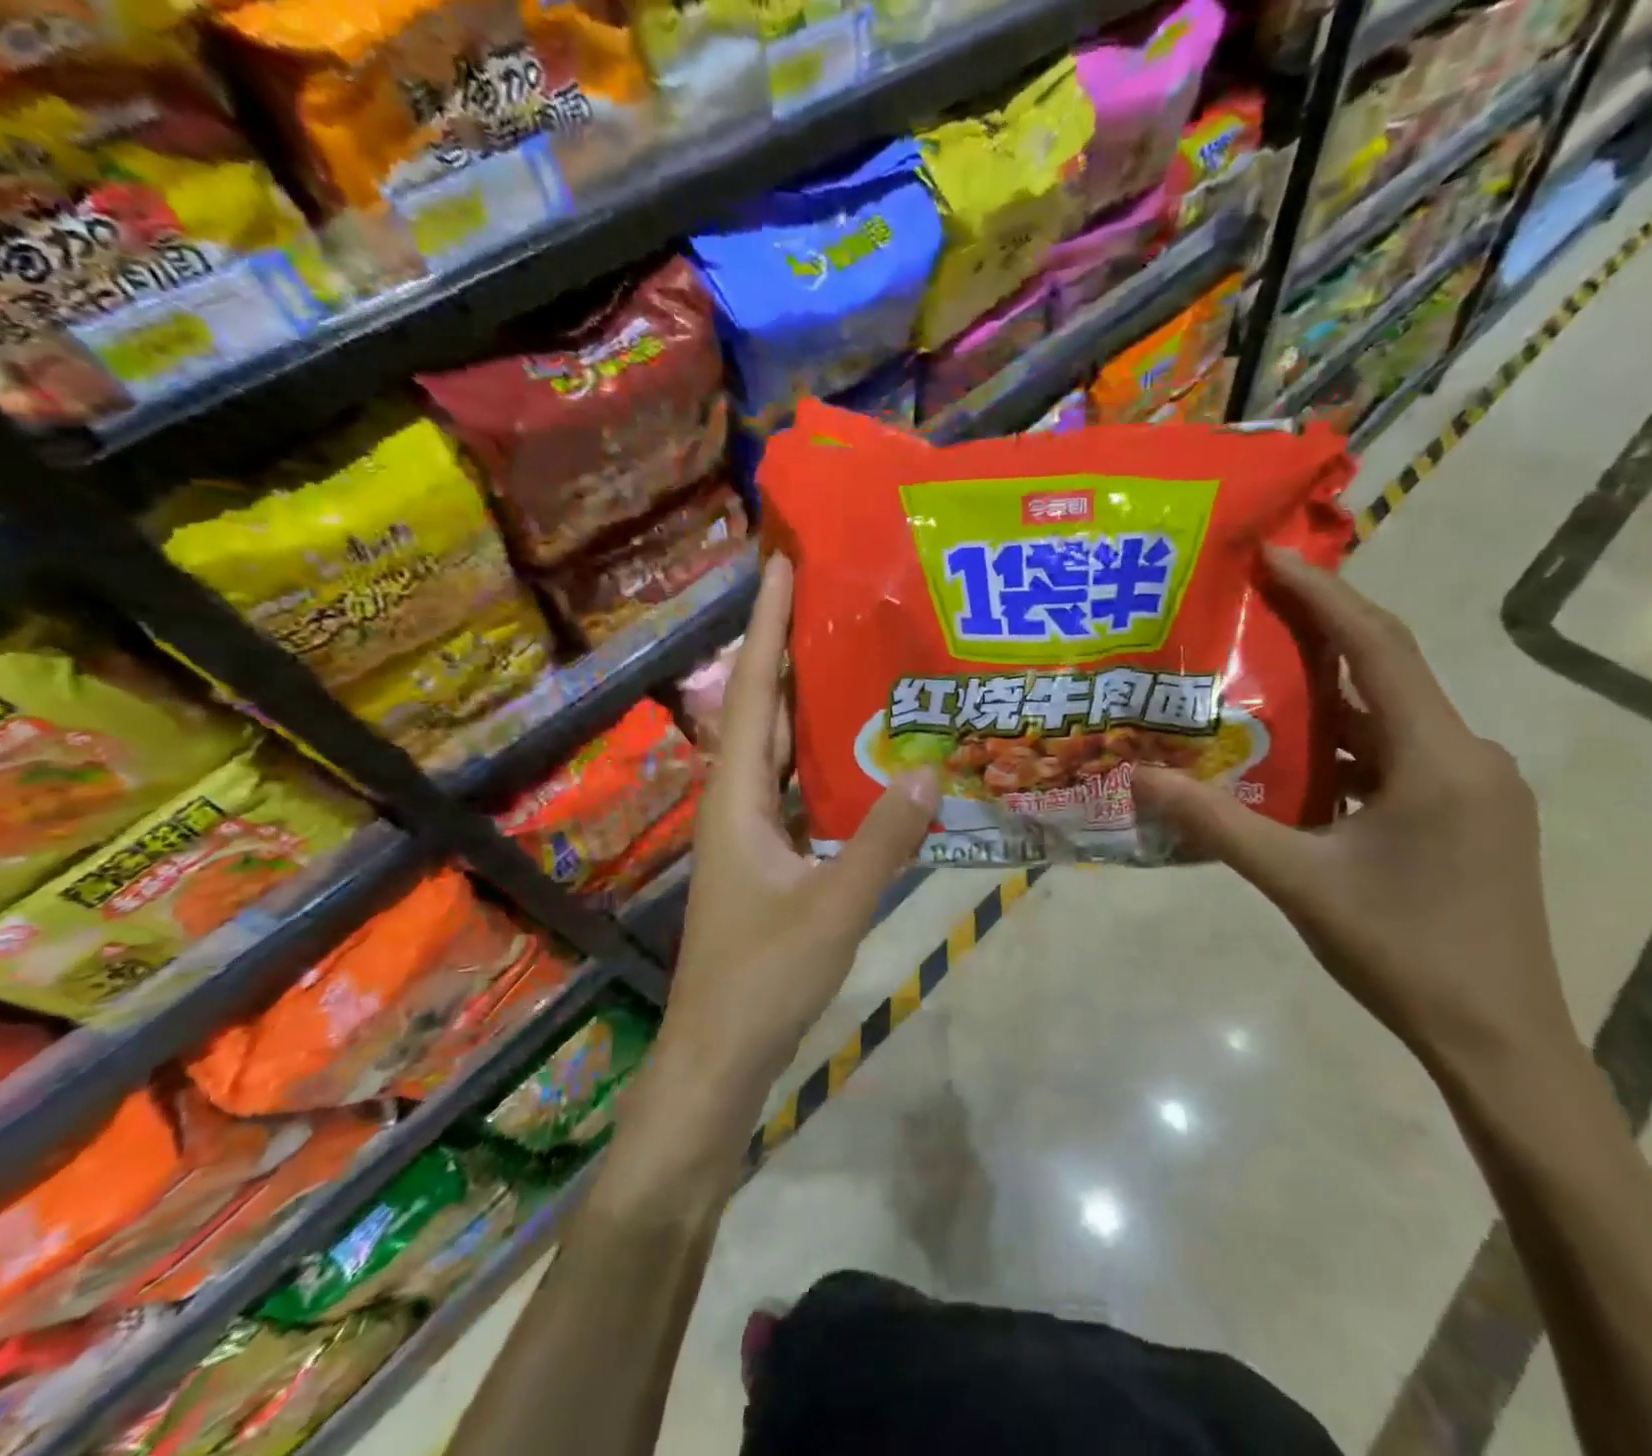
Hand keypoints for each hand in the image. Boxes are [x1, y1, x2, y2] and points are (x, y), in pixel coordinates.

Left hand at [653, 555, 940, 1139]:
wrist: (719, 1054)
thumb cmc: (763, 979)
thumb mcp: (833, 907)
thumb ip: (883, 840)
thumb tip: (932, 768)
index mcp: (736, 796)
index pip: (751, 691)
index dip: (764, 626)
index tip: (780, 565)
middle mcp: (736, 800)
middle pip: (762, 708)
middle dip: (787, 648)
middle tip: (832, 597)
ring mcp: (750, 830)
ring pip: (778, 747)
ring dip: (806, 701)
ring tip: (852, 655)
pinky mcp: (769, 857)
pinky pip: (795, 786)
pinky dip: (822, 758)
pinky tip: (862, 751)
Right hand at [1134, 548, 1577, 1079]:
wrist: (1500, 1041)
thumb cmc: (1402, 952)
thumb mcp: (1297, 881)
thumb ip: (1217, 824)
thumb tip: (1141, 780)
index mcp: (1437, 758)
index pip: (1377, 648)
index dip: (1324, 594)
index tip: (1273, 555)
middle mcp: (1468, 756)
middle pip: (1387, 672)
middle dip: (1321, 632)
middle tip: (1253, 605)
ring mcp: (1475, 788)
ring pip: (1392, 718)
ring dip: (1331, 696)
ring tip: (1261, 677)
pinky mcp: (1470, 816)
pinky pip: (1400, 756)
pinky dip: (1349, 744)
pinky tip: (1301, 760)